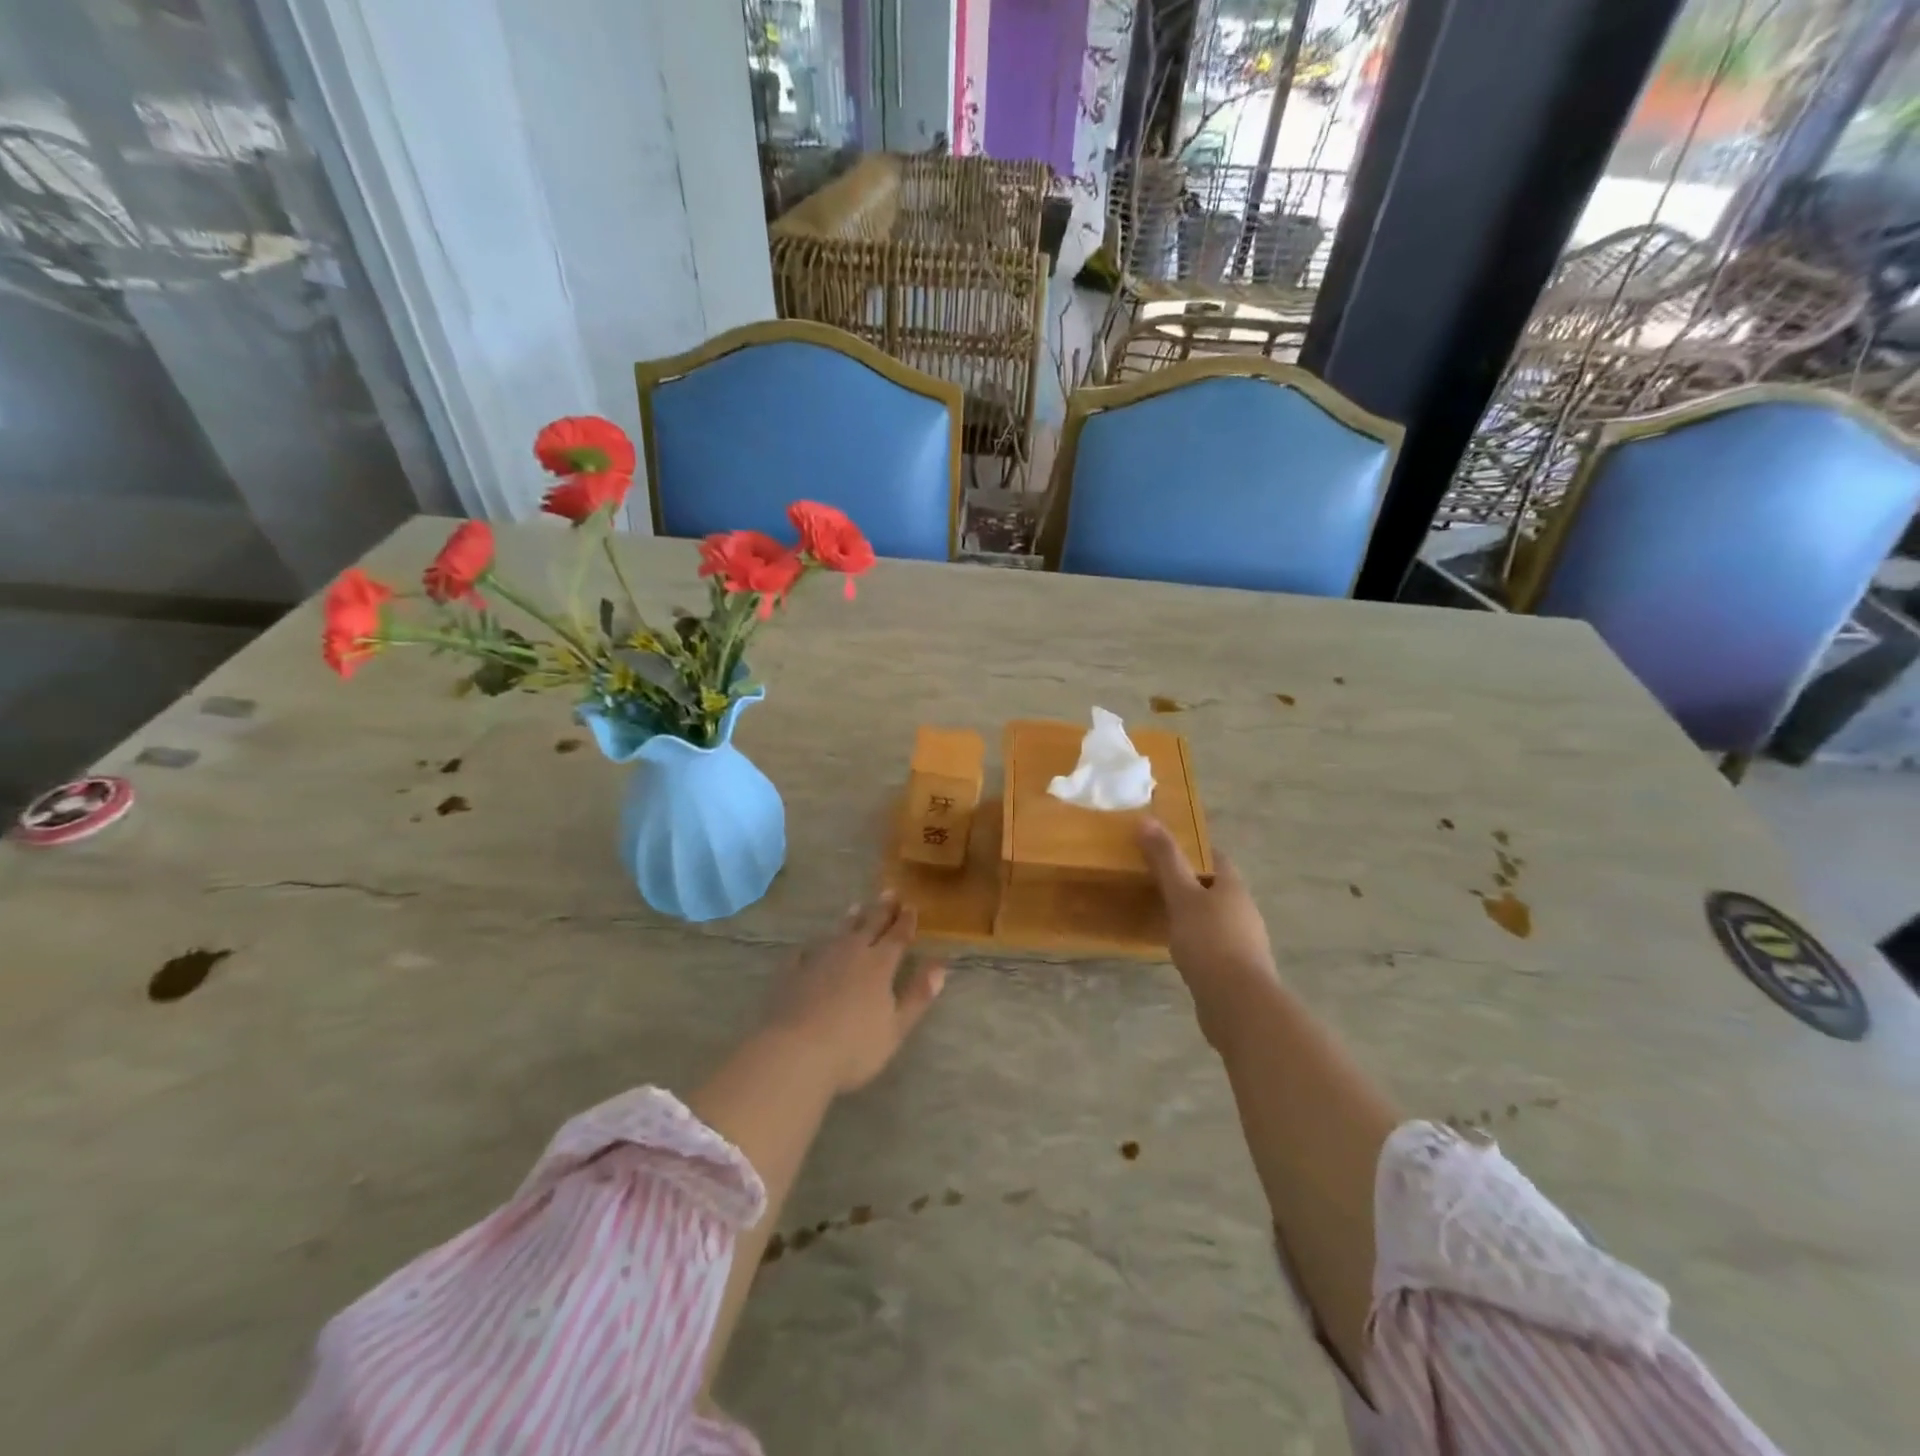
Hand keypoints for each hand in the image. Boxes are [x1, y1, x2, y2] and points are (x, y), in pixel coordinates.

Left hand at [765, 893, 945, 1094]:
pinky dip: (812, 946)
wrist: (795, 1052)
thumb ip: (918, 995)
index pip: (897, 936)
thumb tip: (940, 965)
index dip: (906, 921)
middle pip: (870, 925)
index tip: (911, 906)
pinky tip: (810, 947)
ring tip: (856, 907)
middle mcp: (851, 953)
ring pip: (839, 932)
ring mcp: (819, 959)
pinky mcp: (793, 972)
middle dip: (882, 909)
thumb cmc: (853, 1047)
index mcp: (879, 965)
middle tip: (889, 892)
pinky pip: (805, 952)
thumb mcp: (896, 1027)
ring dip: (851, 919)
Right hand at [1138, 817, 1279, 1053]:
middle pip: (1215, 886)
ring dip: (1191, 911)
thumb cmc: (1210, 941)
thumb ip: (1166, 861)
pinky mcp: (1235, 968)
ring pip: (1213, 916)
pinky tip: (1174, 946)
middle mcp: (1243, 910)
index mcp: (1233, 887)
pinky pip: (1211, 943)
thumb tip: (1147, 820)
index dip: (1192, 848)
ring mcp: (1242, 941)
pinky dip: (1194, 939)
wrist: (1238, 1004)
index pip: (1214, 857)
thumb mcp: (1182, 896)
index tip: (1164, 845)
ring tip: (1159, 910)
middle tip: (1153, 877)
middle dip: (1189, 880)